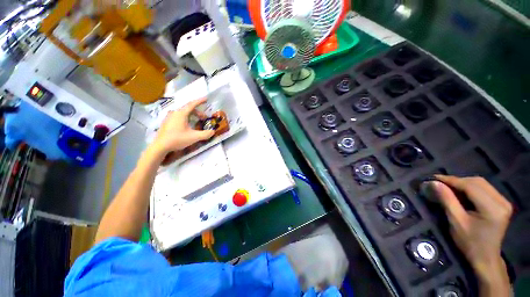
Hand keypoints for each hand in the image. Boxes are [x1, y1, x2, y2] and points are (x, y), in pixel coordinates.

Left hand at [150, 98, 213, 158]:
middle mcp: (174, 113)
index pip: (192, 104)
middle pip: (188, 109)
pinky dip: (186, 118)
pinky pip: (178, 116)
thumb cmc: (177, 139)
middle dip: (198, 112)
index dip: (200, 101)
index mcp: (181, 114)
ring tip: (197, 122)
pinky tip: (188, 126)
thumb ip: (205, 134)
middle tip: (204, 118)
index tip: (206, 99)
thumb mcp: (194, 137)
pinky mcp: (167, 122)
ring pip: (183, 113)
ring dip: (192, 115)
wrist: (160, 146)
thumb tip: (213, 131)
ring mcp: (169, 117)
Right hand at [422, 175, 511, 295]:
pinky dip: (471, 188)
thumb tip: (434, 183)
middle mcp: (502, 201)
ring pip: (481, 183)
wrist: (485, 257)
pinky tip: (462, 193)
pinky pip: (485, 189)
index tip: (434, 178)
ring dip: (464, 183)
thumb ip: (447, 200)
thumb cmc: (469, 242)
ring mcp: (504, 202)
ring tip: (449, 188)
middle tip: (441, 184)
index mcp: (492, 208)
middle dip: (457, 181)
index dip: (452, 180)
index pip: (471, 186)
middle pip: (477, 182)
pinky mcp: (502, 203)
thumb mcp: (456, 221)